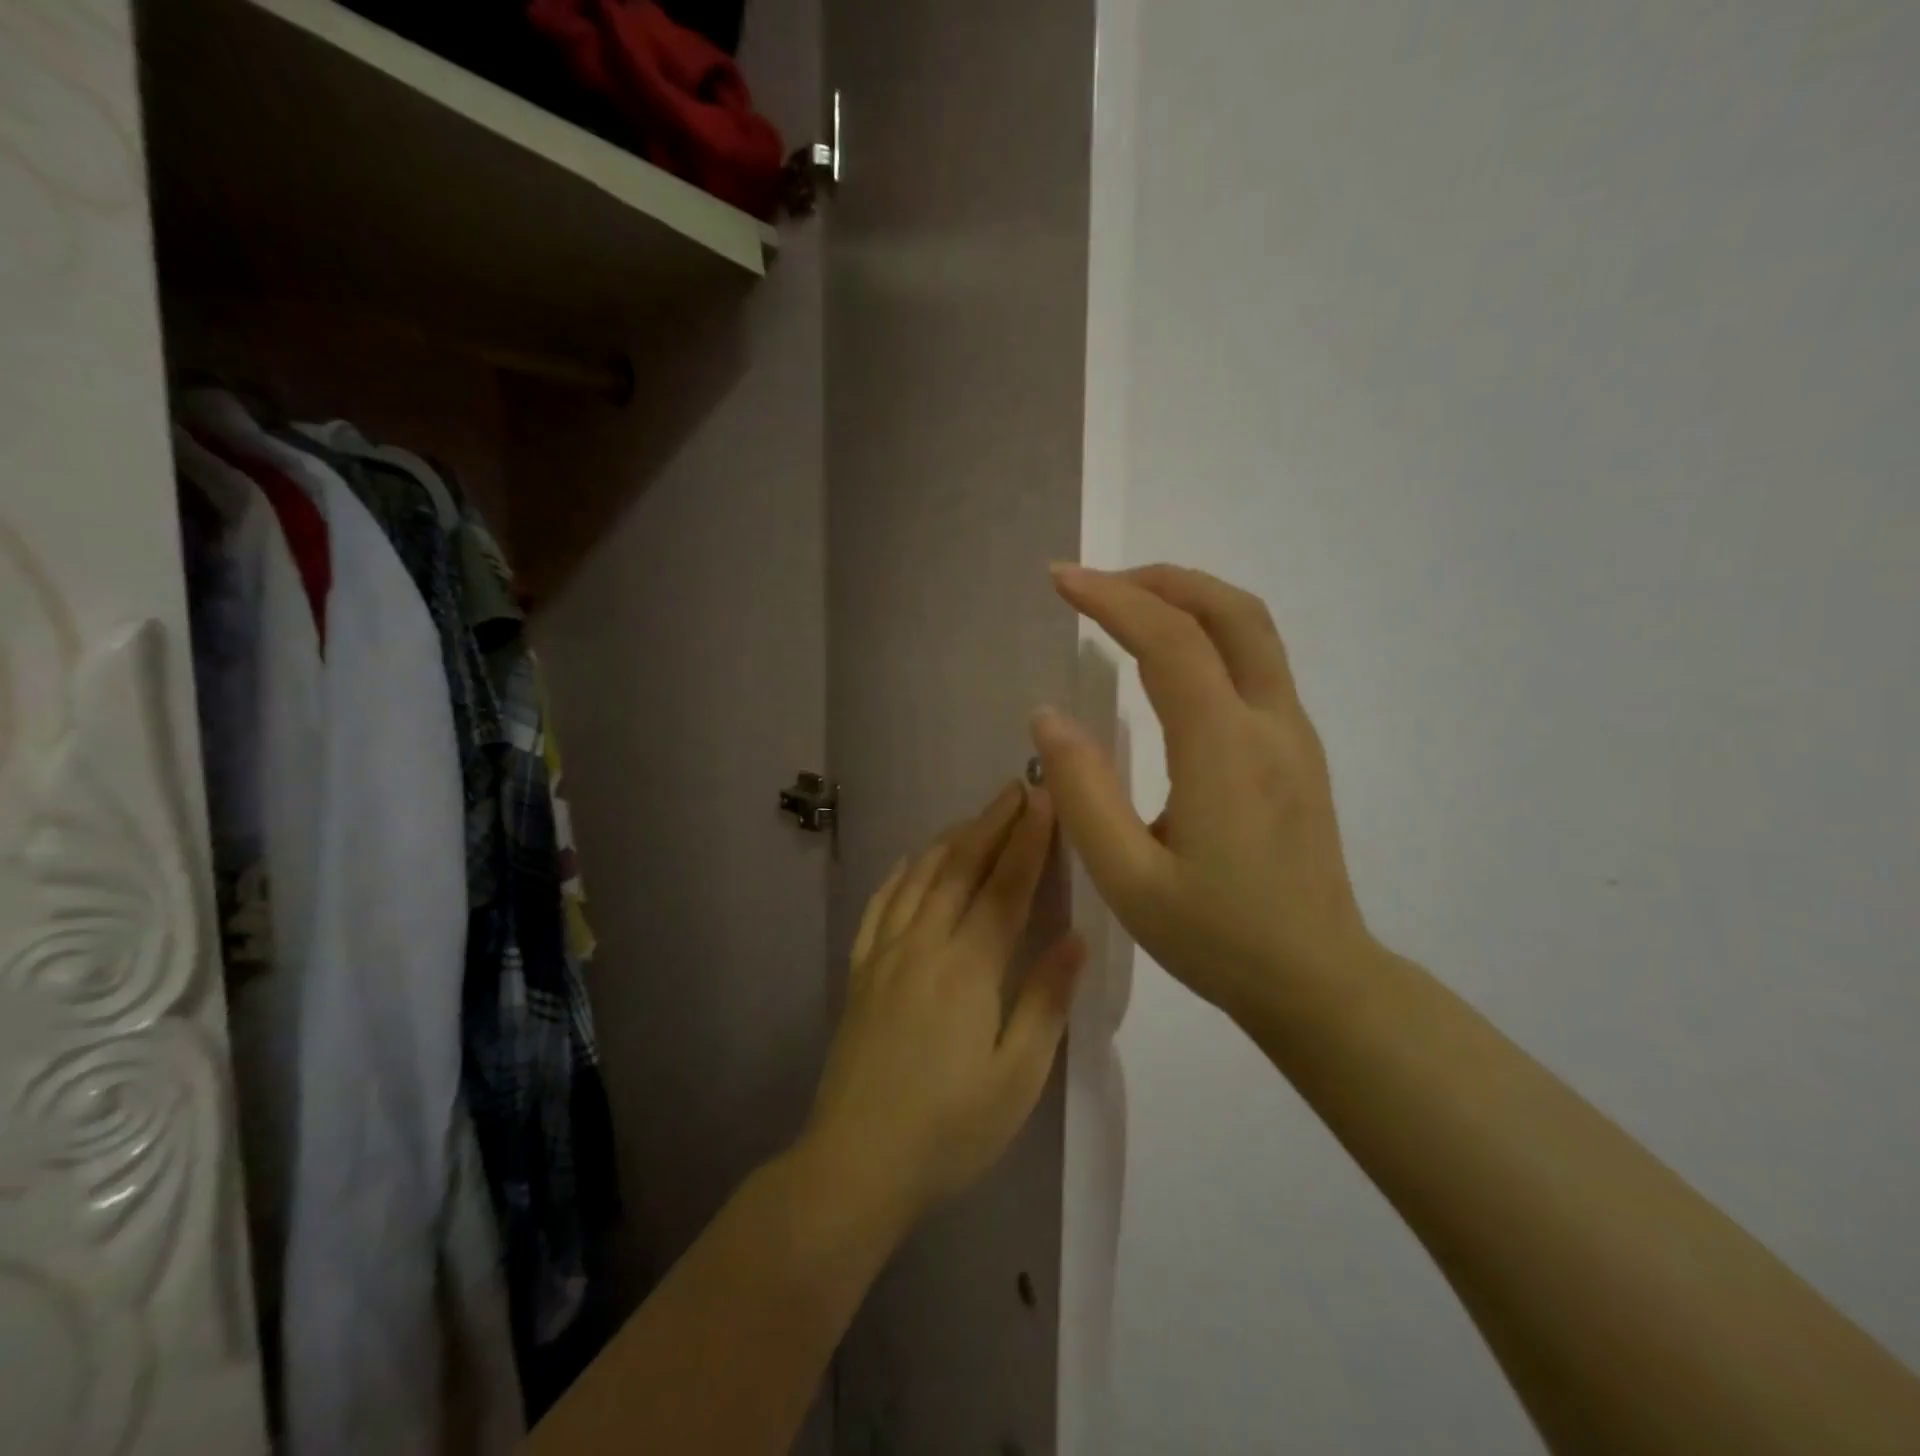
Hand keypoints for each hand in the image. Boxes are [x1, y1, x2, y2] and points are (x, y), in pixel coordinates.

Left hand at [801, 782, 1084, 1229]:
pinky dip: (898, 876)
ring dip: (951, 840)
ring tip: (976, 816)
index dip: (1028, 840)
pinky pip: (878, 908)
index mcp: (968, 969)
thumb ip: (1045, 1002)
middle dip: (993, 823)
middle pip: (961, 869)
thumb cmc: (949, 1130)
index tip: (1045, 800)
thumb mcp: (1016, 1079)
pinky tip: (909, 862)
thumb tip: (1076, 937)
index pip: (1005, 887)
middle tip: (1017, 787)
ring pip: (920, 879)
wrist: (855, 1165)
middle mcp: (923, 946)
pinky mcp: (859, 973)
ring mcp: (884, 956)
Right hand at [1031, 563, 1375, 1020]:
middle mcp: (1270, 724)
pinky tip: (1172, 658)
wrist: (1317, 979)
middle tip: (1098, 584)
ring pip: (1253, 629)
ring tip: (1128, 606)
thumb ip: (1084, 792)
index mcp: (1224, 750)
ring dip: (1190, 598)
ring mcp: (1294, 733)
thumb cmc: (1217, 937)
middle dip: (1160, 580)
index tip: (1060, 581)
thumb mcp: (1128, 880)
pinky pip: (1258, 661)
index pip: (1170, 641)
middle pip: (1229, 611)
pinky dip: (1210, 631)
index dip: (1112, 599)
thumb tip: (1047, 715)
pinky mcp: (1299, 750)